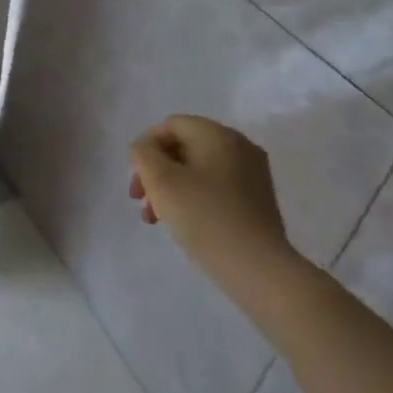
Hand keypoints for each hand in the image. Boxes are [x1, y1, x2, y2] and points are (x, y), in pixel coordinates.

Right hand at [128, 116, 288, 268]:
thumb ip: (143, 154)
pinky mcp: (256, 199)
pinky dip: (192, 197)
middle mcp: (240, 147)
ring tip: (155, 218)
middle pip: (183, 147)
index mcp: (218, 135)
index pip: (171, 125)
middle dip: (155, 171)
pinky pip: (214, 186)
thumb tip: (145, 149)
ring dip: (170, 187)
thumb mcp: (160, 180)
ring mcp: (252, 174)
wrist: (256, 267)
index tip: (136, 179)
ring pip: (197, 169)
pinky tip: (182, 222)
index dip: (145, 147)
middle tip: (140, 200)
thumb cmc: (203, 216)